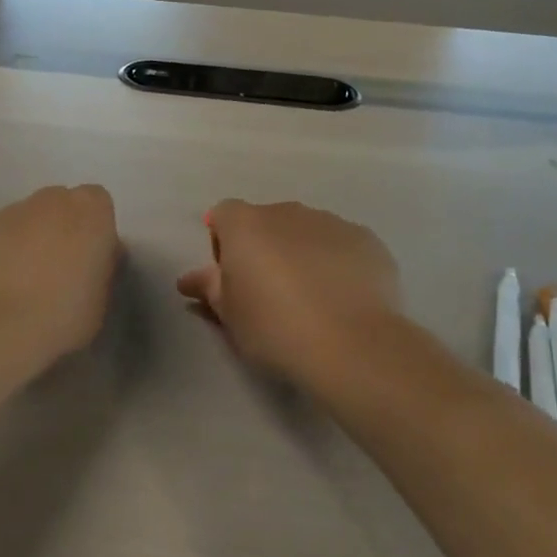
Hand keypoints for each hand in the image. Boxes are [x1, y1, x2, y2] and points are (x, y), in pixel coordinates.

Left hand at [0, 185, 120, 360]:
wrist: (0, 327)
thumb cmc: (64, 314)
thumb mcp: (102, 297)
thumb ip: (101, 267)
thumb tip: (93, 260)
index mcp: (91, 212)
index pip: (98, 202)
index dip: (96, 228)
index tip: (92, 256)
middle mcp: (52, 201)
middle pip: (62, 203)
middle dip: (63, 226)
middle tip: (61, 264)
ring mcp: (13, 211)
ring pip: (29, 216)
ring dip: (32, 236)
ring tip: (27, 276)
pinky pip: (2, 232)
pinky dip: (5, 248)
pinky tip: (2, 280)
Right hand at [176, 200, 402, 391]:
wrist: (351, 345)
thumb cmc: (274, 328)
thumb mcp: (229, 315)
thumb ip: (209, 288)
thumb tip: (189, 278)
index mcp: (246, 224)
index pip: (223, 215)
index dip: (223, 243)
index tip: (232, 278)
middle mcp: (287, 212)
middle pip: (267, 220)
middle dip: (264, 247)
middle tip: (270, 292)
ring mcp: (331, 222)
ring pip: (306, 231)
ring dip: (301, 253)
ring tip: (312, 299)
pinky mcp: (367, 239)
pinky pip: (341, 244)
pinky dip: (337, 262)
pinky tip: (343, 299)